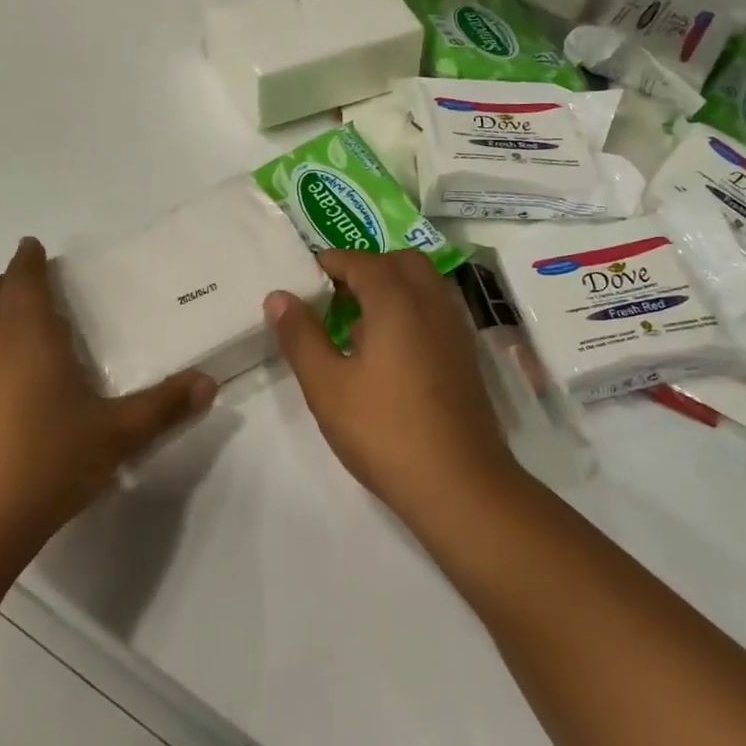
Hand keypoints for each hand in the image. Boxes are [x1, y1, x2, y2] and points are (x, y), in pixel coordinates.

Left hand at [0, 238, 216, 556]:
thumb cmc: (45, 463)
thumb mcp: (116, 435)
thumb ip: (165, 406)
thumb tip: (209, 383)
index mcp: (28, 337)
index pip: (24, 281)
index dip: (29, 260)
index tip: (33, 246)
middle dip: (7, 282)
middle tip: (29, 281)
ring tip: (17, 328)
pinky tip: (1, 386)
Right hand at [267, 251, 516, 511]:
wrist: (458, 483)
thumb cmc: (384, 431)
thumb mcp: (327, 385)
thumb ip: (301, 336)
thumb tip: (279, 296)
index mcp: (397, 302)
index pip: (363, 262)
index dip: (333, 262)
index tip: (308, 274)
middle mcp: (432, 305)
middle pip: (402, 263)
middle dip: (368, 267)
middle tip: (336, 294)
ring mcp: (456, 331)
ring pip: (426, 286)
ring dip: (393, 287)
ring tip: (359, 322)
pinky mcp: (466, 358)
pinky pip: (437, 312)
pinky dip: (412, 311)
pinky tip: (390, 351)